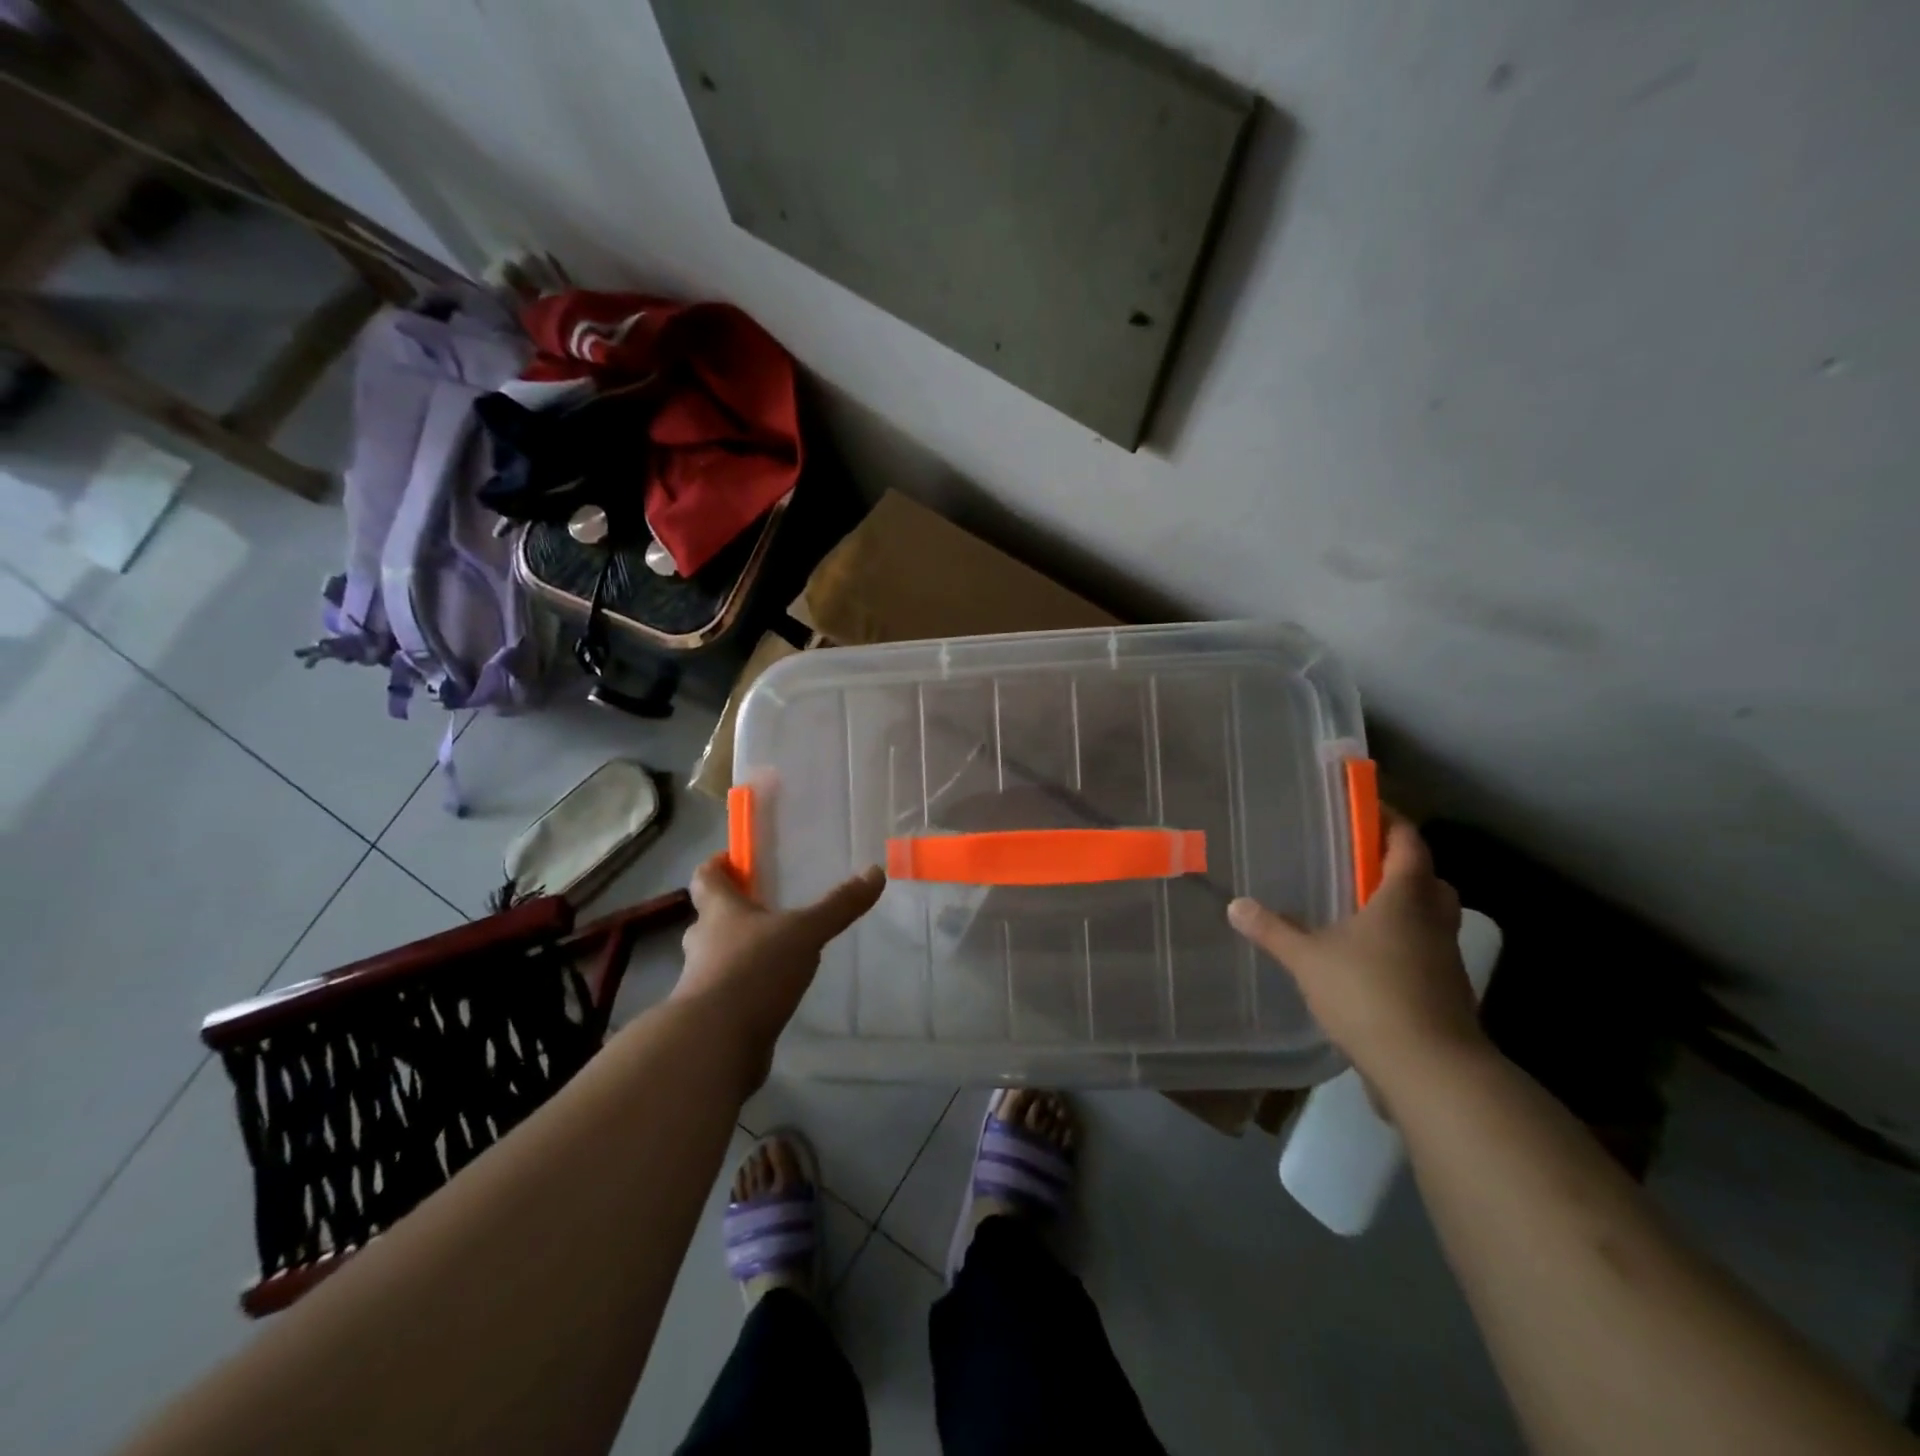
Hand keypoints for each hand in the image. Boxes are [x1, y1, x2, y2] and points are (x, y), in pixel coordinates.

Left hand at [674, 854, 885, 1078]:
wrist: (714, 1045)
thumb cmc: (754, 971)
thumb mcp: (804, 933)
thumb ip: (838, 906)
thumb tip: (875, 871)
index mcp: (719, 912)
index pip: (705, 878)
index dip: (717, 866)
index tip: (735, 861)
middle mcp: (702, 942)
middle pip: (711, 918)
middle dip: (735, 912)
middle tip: (768, 907)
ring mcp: (702, 982)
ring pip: (719, 957)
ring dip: (742, 953)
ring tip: (778, 952)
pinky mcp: (711, 1017)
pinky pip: (729, 993)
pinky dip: (747, 990)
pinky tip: (773, 995)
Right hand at [1226, 812, 1486, 1099]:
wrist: (1431, 1070)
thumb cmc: (1368, 994)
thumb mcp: (1308, 959)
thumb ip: (1272, 930)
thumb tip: (1236, 905)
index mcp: (1404, 898)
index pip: (1407, 842)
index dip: (1391, 820)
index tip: (1367, 808)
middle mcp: (1433, 920)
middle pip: (1429, 879)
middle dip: (1402, 865)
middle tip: (1364, 863)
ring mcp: (1446, 959)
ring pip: (1433, 917)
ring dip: (1407, 906)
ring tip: (1363, 911)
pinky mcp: (1448, 992)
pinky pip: (1428, 951)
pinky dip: (1406, 944)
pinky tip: (1371, 960)